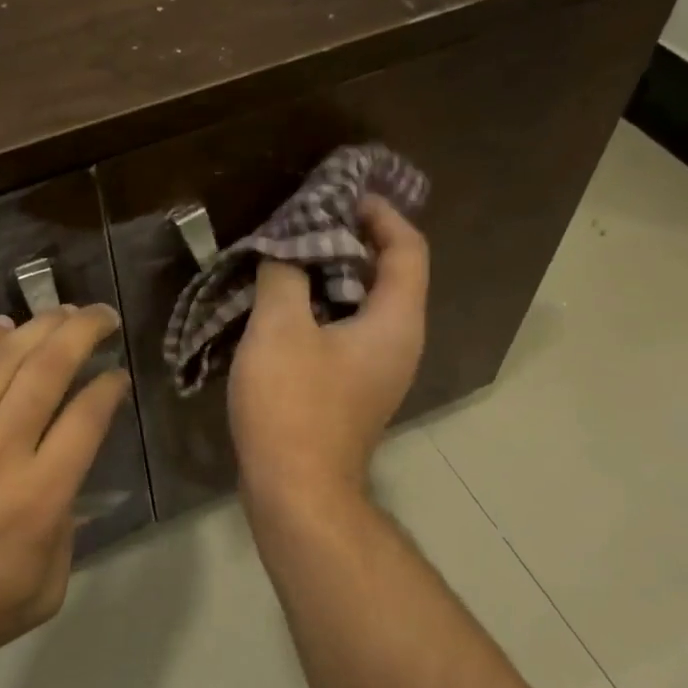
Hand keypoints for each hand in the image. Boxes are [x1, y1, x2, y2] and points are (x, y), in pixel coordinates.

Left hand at [0, 305, 130, 687]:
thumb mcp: (44, 592)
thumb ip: (69, 533)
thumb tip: (70, 483)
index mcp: (40, 497)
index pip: (87, 417)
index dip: (110, 386)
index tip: (118, 375)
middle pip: (49, 370)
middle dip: (83, 333)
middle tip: (103, 315)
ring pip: (1, 361)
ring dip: (38, 328)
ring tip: (61, 311)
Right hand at [229, 196, 428, 508]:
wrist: (296, 490)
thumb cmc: (293, 405)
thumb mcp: (280, 328)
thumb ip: (286, 274)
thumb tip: (287, 250)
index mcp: (396, 321)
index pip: (408, 249)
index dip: (381, 215)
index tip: (342, 196)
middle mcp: (399, 342)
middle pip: (389, 274)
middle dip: (351, 242)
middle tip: (306, 222)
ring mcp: (378, 371)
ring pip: (365, 306)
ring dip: (331, 276)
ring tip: (289, 258)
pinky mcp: (354, 391)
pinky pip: (347, 333)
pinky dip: (322, 309)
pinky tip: (283, 307)